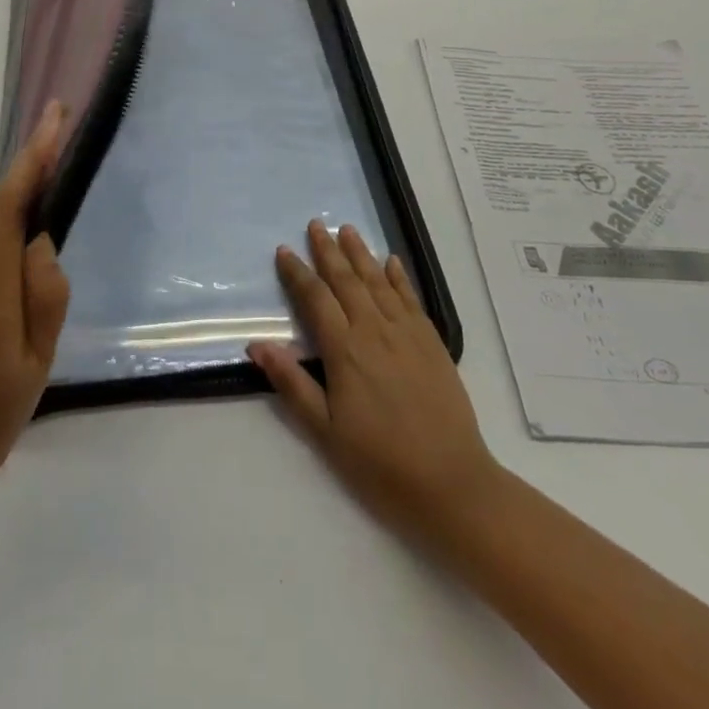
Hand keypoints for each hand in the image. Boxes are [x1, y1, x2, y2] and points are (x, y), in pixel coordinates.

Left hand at [0, 103, 70, 491]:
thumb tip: (38, 239)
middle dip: (31, 192)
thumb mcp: (40, 355)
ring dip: (16, 237)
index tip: (53, 116)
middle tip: (64, 188)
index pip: (7, 205)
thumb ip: (46, 289)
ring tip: (34, 289)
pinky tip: (10, 296)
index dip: (32, 158)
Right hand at [248, 220, 500, 553]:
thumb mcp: (325, 431)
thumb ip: (292, 383)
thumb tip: (257, 344)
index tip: (285, 251)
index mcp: (345, 350)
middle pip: (346, 280)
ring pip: (378, 281)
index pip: (315, 299)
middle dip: (328, 250)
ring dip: (361, 253)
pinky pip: (411, 298)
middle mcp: (374, 330)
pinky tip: (392, 261)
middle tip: (316, 224)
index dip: (298, 273)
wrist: (451, 484)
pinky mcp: (432, 342)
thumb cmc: (380, 463)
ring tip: (347, 229)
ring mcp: (407, 333)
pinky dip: (399, 277)